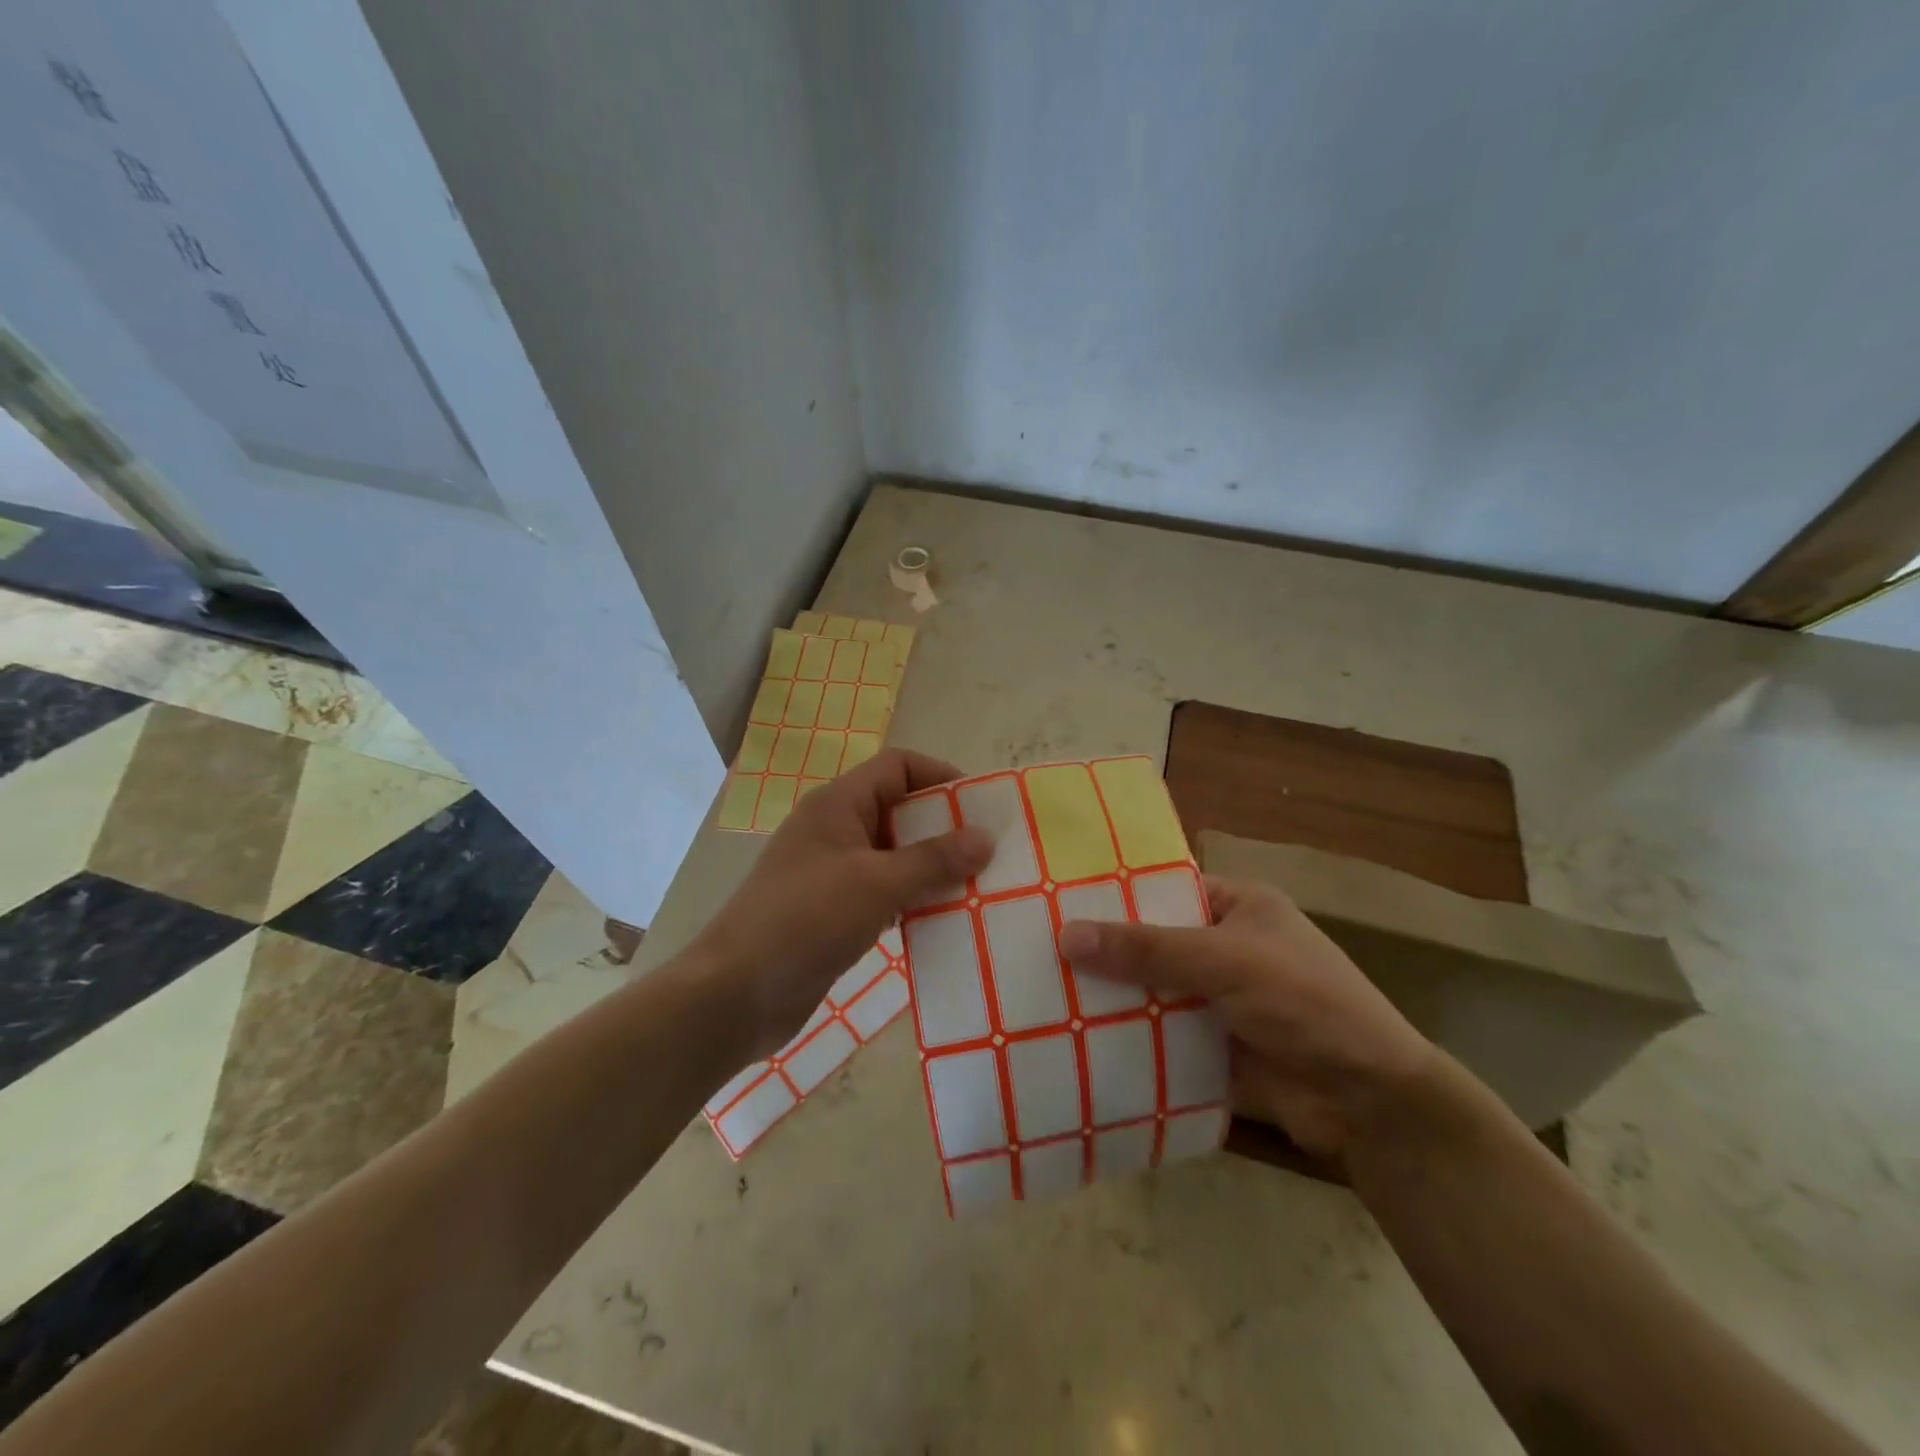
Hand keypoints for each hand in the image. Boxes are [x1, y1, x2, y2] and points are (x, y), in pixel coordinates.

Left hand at [697, 749, 991, 1058]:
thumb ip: (934, 859)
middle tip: (989, 853)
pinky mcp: (834, 911)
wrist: (736, 994)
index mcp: (839, 804)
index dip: (940, 776)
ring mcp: (833, 872)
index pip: (898, 767)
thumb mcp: (877, 883)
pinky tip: (943, 919)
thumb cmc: (806, 920)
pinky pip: (885, 892)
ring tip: (977, 887)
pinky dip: (913, 899)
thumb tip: (985, 837)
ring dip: (933, 867)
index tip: (981, 807)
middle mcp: (836, 830)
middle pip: (900, 810)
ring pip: (895, 855)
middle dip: (945, 827)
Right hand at [1057, 876, 1434, 1160]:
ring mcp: (1217, 1000)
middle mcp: (1224, 947)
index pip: (1164, 890)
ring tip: (1041, 996)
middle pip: (1150, 943)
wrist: (1368, 1103)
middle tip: (1035, 952)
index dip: (1114, 896)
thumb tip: (1066, 935)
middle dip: (1103, 952)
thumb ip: (1146, 949)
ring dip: (1110, 998)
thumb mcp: (1225, 960)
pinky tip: (1075, 1042)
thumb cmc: (1304, 1002)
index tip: (1055, 903)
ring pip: (1150, 991)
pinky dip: (1126, 1039)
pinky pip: (1157, 1036)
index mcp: (1237, 906)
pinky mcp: (1210, 1047)